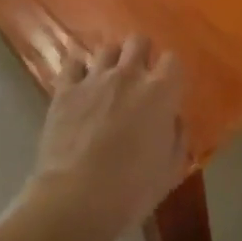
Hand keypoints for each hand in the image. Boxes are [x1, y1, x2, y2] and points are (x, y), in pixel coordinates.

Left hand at [32, 36, 187, 231]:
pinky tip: (80, 82)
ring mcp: (94, 79)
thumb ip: (177, 136)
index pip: (173, 60)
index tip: (168, 88)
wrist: (76, 199)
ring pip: (107, 48)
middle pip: (138, 41)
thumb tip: (172, 119)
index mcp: (160, 92)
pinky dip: (79, 68)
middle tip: (139, 77)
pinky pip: (73, 63)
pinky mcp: (65, 89)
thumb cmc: (131, 189)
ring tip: (109, 80)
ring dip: (112, 60)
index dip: (171, 72)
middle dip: (141, 53)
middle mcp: (128, 75)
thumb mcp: (170, 170)